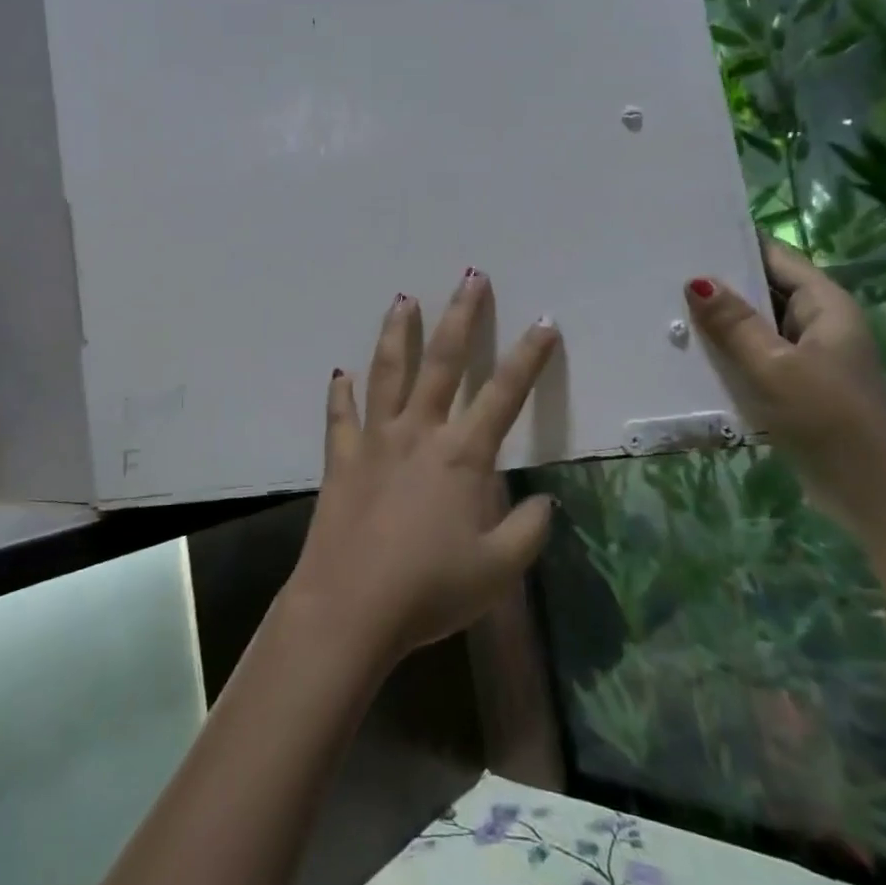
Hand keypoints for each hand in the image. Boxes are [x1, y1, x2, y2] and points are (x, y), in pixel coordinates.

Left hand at [285, 269, 561, 665]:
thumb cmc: (429, 589)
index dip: (529, 356)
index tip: (545, 321)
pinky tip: (340, 373)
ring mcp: (374, 441)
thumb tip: (545, 501)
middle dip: (462, 316)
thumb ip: (529, 530)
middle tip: (470, 277)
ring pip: (388, 372)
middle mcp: (419, 433)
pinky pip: (340, 417)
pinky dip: (341, 393)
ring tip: (403, 300)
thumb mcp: (498, 570)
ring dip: (398, 334)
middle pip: (444, 362)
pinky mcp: (340, 459)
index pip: (505, 394)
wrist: (351, 607)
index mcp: (462, 455)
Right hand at [686, 238, 885, 535]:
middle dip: (719, 284)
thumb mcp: (774, 367)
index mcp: (826, 306)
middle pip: (764, 289)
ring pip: (757, 326)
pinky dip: (729, 352)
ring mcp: (809, 357)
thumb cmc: (828, 419)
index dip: (735, 244)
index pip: (776, 257)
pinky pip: (757, 356)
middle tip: (663, 273)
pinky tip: (691, 354)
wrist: (873, 494)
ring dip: (721, 322)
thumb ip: (735, 324)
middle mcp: (820, 323)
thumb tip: (696, 280)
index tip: (686, 236)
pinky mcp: (797, 386)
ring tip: (665, 307)